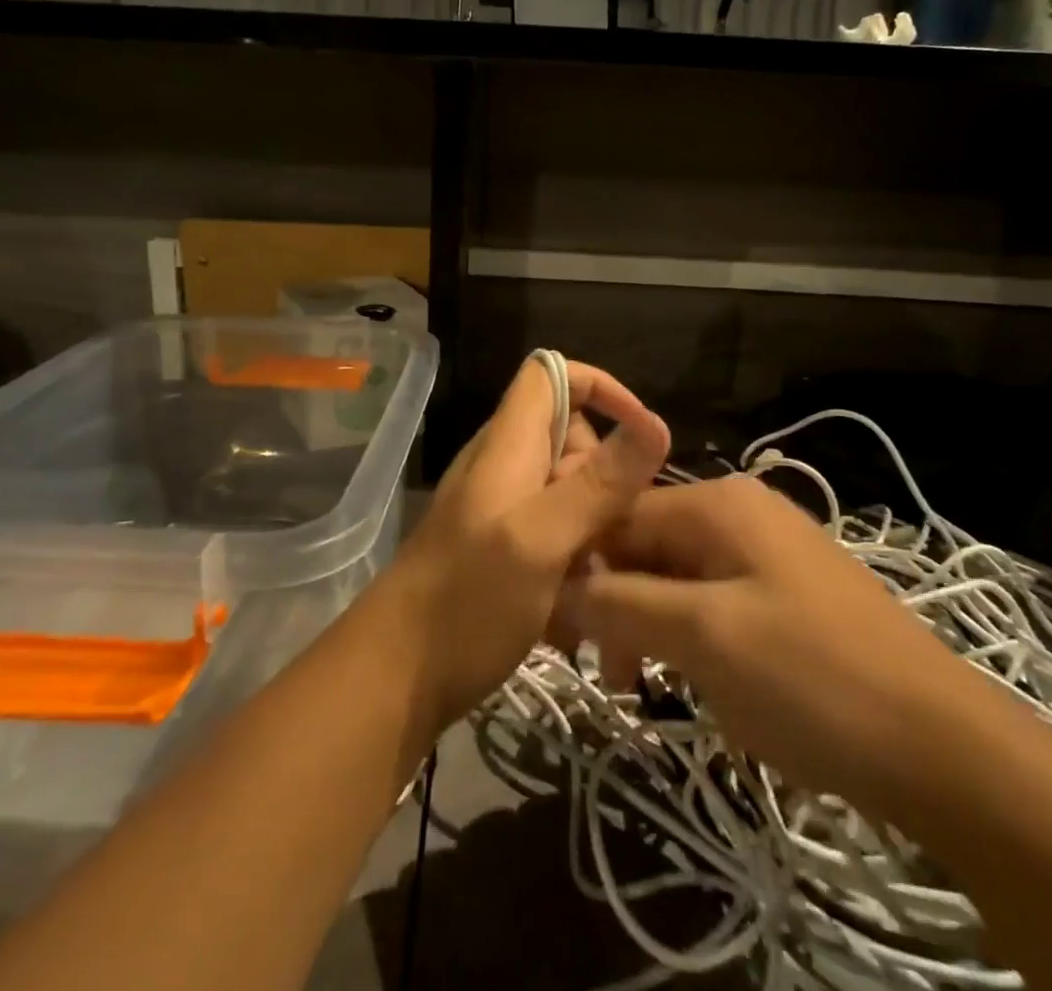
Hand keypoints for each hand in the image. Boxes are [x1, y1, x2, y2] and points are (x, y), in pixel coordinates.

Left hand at [379, 356, 669, 732]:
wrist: (392, 679)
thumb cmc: (467, 602)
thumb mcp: (541, 540)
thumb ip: (598, 484)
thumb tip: (658, 424)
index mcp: (509, 444)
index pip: (552, 373)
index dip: (602, 388)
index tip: (643, 434)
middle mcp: (504, 465)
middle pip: (571, 434)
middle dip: (608, 473)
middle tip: (620, 531)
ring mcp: (500, 507)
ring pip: (568, 488)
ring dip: (597, 524)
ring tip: (605, 579)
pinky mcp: (500, 547)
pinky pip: (554, 530)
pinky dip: (575, 555)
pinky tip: (581, 609)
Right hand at [559, 476, 997, 822]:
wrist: (944, 747)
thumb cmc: (811, 678)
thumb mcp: (702, 637)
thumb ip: (619, 602)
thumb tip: (555, 584)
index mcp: (716, 502)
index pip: (616, 516)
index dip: (580, 568)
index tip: (560, 633)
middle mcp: (738, 511)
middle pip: (646, 545)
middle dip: (617, 603)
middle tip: (611, 674)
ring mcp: (767, 551)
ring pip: (677, 578)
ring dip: (650, 625)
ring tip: (644, 685)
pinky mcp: (786, 593)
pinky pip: (714, 601)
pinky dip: (691, 636)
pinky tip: (698, 679)